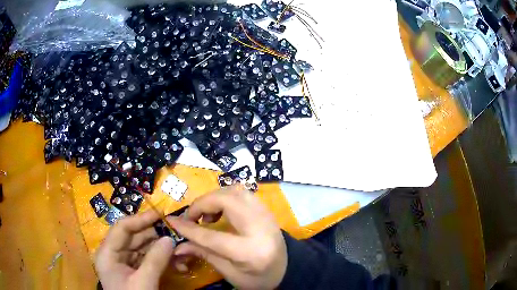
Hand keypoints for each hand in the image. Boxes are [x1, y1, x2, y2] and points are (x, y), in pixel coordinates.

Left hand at [95, 210, 174, 289]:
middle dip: (156, 237)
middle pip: (134, 238)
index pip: (122, 228)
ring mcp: (125, 264)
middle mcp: (114, 255)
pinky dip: (163, 261)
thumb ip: (155, 260)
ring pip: (144, 249)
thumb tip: (170, 238)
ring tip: (181, 251)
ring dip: (162, 250)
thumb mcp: (143, 283)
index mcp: (107, 253)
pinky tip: (178, 264)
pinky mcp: (136, 272)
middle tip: (176, 233)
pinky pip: (149, 261)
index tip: (160, 215)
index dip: (140, 219)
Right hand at [168, 187, 286, 289]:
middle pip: (227, 201)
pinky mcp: (267, 210)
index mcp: (250, 251)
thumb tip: (178, 246)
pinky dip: (226, 196)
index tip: (172, 221)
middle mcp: (260, 227)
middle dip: (203, 204)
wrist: (288, 269)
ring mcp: (266, 215)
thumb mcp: (230, 273)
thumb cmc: (258, 278)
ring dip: (215, 197)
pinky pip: (243, 193)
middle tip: (193, 217)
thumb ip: (204, 255)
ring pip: (236, 190)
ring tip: (208, 215)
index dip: (188, 228)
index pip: (212, 237)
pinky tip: (221, 211)